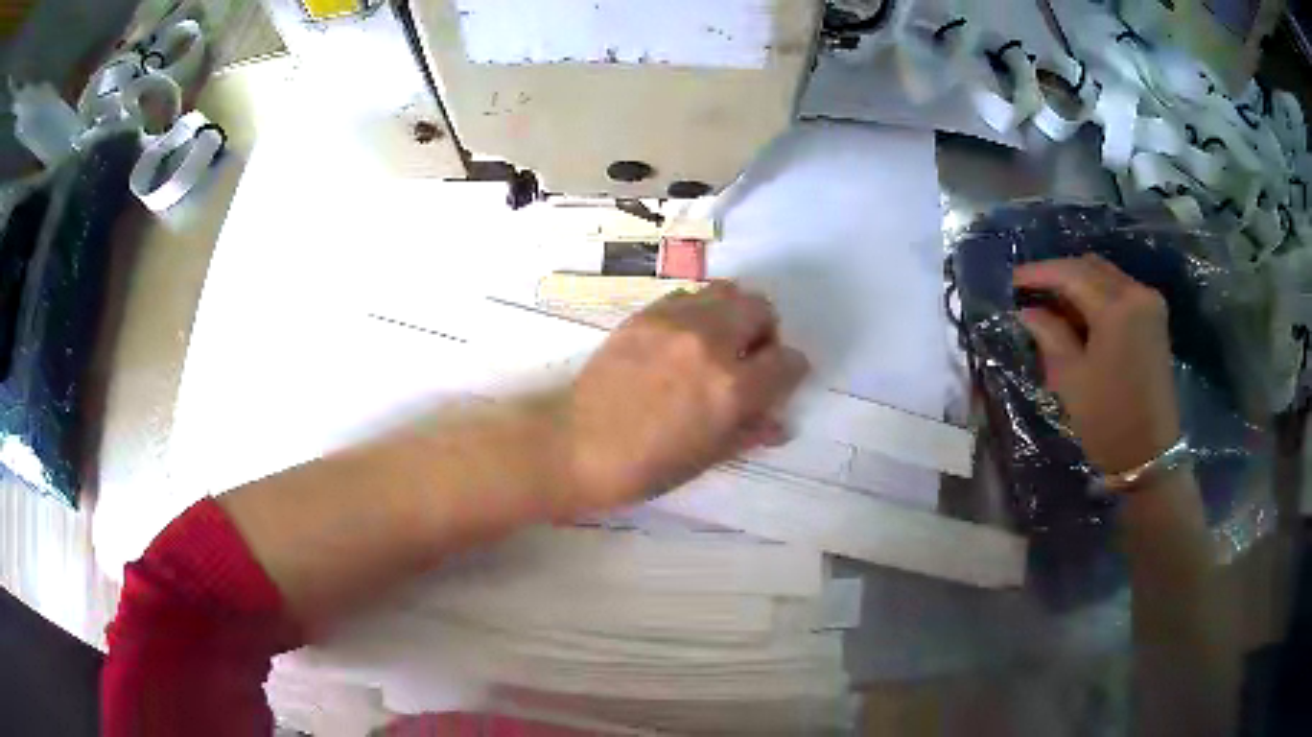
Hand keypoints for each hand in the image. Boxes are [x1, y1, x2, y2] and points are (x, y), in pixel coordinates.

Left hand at [562, 281, 809, 508]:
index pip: (787, 361)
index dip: (789, 373)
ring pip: (727, 291)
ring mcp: (675, 322)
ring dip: (734, 313)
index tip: (779, 383)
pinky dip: (700, 310)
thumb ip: (749, 432)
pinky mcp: (646, 314)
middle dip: (765, 333)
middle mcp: (710, 342)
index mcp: (732, 388)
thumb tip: (779, 423)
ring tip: (718, 343)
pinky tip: (684, 340)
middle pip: (761, 309)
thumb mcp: (706, 458)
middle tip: (749, 359)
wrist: (575, 445)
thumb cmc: (644, 467)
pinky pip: (690, 295)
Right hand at [1013, 255, 1180, 476]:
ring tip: (1052, 305)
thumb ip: (1049, 334)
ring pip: (1106, 275)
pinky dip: (1097, 295)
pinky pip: (1120, 290)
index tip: (1012, 280)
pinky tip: (1080, 314)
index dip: (1038, 273)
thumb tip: (1028, 311)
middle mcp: (1137, 292)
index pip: (1070, 273)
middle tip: (1031, 293)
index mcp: (1116, 307)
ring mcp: (1149, 303)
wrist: (1150, 455)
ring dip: (1078, 283)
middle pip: (1090, 266)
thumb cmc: (1107, 420)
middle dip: (1058, 274)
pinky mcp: (1154, 318)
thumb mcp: (1070, 378)